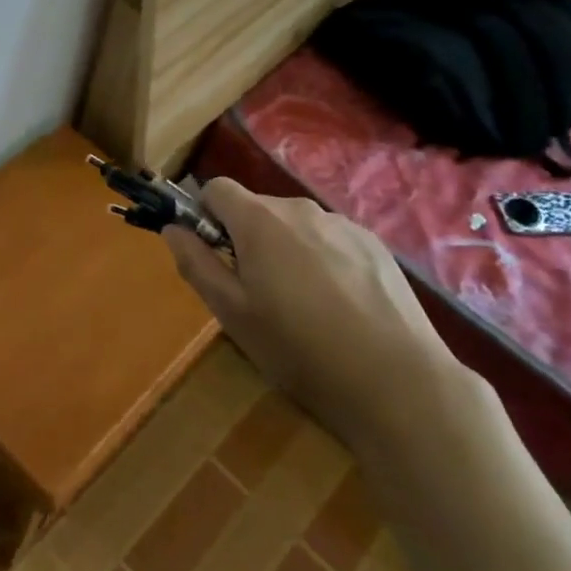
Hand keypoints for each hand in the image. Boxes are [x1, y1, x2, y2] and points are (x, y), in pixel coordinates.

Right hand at [163, 178, 465, 451]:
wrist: (397, 382)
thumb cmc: (299, 349)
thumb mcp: (231, 312)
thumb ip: (196, 263)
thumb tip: (173, 228)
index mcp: (259, 221)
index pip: (216, 188)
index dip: (205, 215)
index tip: (212, 254)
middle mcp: (301, 209)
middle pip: (257, 208)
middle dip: (246, 237)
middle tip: (254, 291)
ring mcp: (344, 225)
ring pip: (296, 226)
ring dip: (285, 249)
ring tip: (301, 304)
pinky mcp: (376, 246)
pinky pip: (331, 240)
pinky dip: (322, 260)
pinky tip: (339, 305)